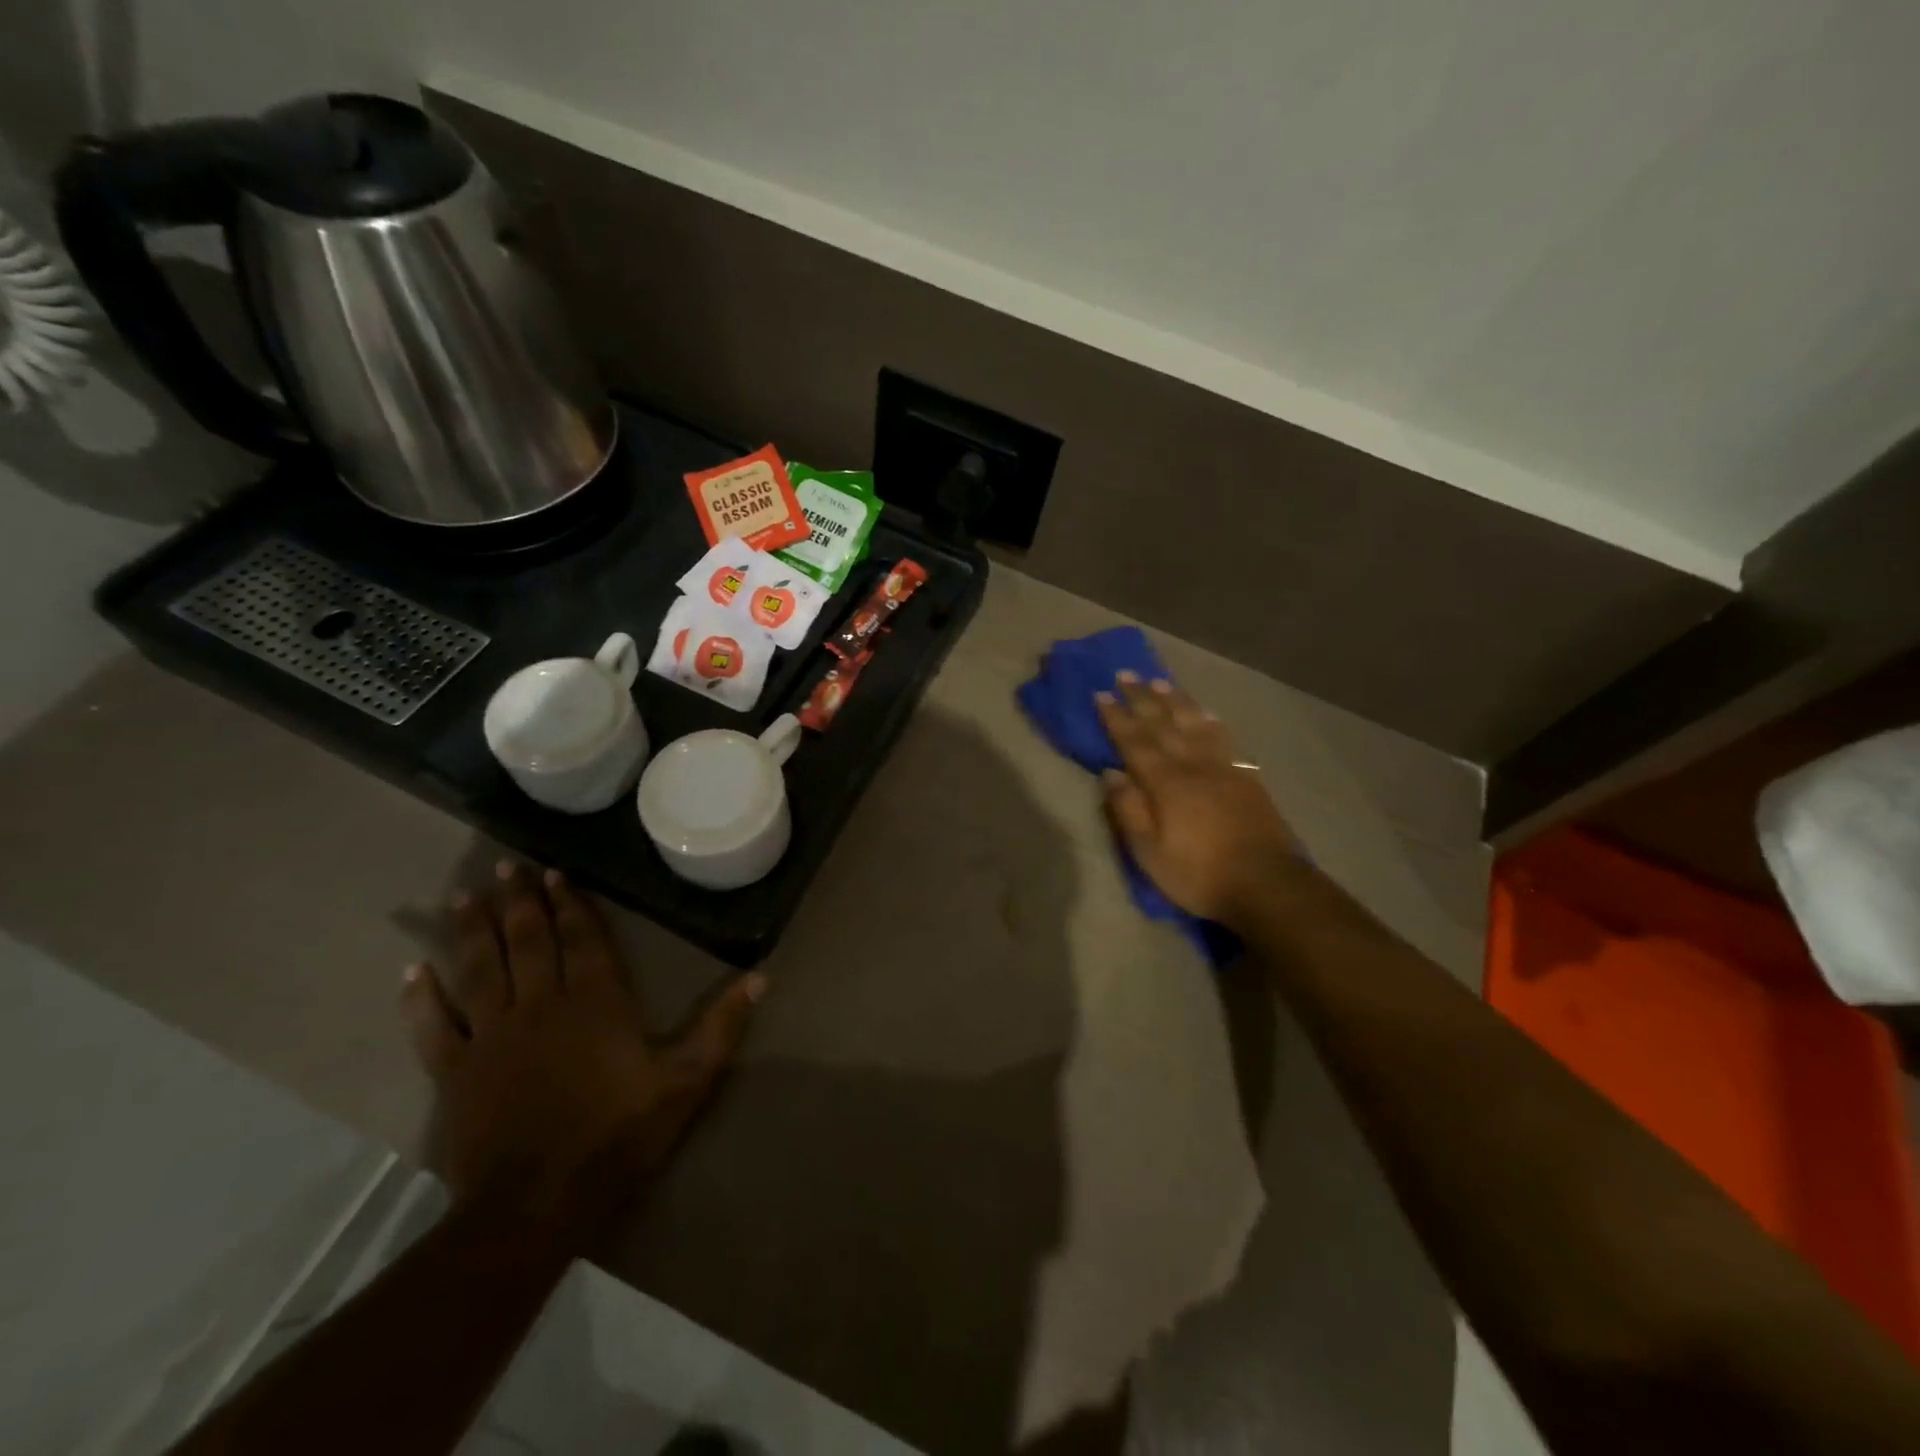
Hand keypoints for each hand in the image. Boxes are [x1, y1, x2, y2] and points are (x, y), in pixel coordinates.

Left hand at [400, 862, 763, 1242]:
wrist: (536, 1205)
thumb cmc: (618, 1135)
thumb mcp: (686, 1081)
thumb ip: (722, 1026)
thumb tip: (762, 976)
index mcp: (596, 1001)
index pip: (582, 939)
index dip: (569, 904)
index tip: (554, 873)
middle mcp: (541, 1004)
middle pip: (527, 941)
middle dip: (519, 901)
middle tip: (506, 865)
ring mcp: (493, 1036)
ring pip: (479, 969)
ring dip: (471, 929)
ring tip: (462, 895)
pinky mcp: (455, 1072)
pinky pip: (434, 1025)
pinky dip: (421, 997)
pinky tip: (412, 970)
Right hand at [1096, 671, 1296, 928]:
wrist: (1266, 884)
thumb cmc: (1198, 873)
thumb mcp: (1149, 852)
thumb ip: (1128, 809)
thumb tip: (1110, 772)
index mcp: (1166, 783)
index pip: (1134, 741)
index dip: (1116, 717)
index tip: (1101, 693)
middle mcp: (1193, 765)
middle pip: (1164, 724)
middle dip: (1142, 698)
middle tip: (1126, 673)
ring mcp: (1223, 768)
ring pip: (1195, 724)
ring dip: (1176, 700)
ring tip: (1160, 682)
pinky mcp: (1246, 778)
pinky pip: (1224, 739)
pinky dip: (1210, 721)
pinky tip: (1206, 714)